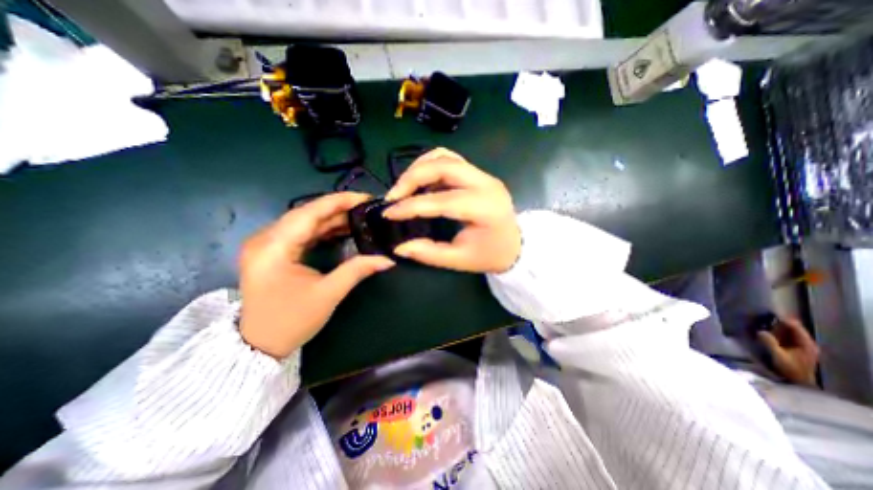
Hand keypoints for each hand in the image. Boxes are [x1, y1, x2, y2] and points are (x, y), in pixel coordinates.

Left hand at [236, 191, 391, 359]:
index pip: (309, 213)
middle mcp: (265, 239)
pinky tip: (342, 229)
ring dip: (331, 218)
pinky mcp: (273, 251)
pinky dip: (323, 229)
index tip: (364, 198)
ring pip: (304, 222)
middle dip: (338, 208)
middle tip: (366, 207)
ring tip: (359, 216)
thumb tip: (387, 260)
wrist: (259, 345)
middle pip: (306, 213)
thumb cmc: (291, 321)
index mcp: (273, 247)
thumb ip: (357, 270)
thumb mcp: (328, 294)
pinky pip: (301, 232)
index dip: (338, 201)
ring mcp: (267, 244)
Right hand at [383, 145, 515, 275]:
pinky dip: (430, 167)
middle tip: (393, 196)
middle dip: (412, 177)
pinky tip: (421, 183)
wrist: (515, 245)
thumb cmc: (490, 255)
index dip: (411, 206)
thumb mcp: (459, 260)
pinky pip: (450, 160)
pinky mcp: (478, 174)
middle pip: (443, 165)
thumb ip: (429, 253)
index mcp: (484, 208)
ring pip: (445, 157)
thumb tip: (399, 246)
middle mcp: (485, 184)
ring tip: (404, 189)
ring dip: (419, 168)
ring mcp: (483, 175)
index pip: (442, 200)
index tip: (388, 213)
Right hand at [758, 318, 818, 386]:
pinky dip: (775, 333)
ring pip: (787, 332)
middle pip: (792, 328)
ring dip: (775, 328)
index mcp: (806, 344)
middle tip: (761, 318)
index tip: (768, 314)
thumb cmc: (789, 370)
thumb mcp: (778, 356)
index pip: (796, 327)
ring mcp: (800, 346)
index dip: (783, 320)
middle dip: (777, 323)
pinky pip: (784, 337)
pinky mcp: (793, 349)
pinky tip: (765, 332)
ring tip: (761, 323)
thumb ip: (769, 343)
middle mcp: (805, 343)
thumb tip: (760, 331)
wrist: (797, 382)